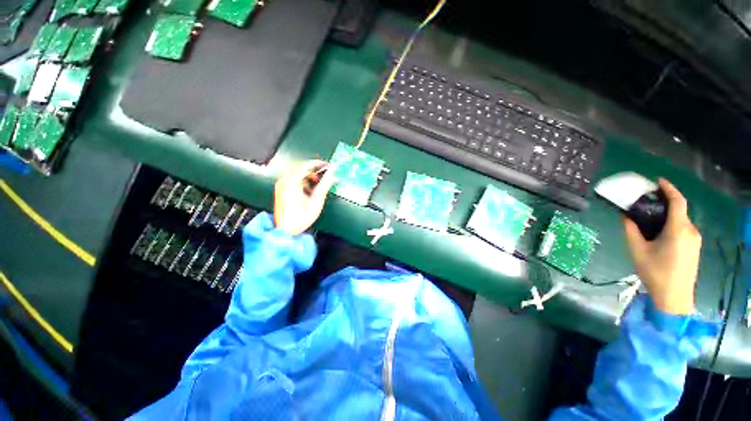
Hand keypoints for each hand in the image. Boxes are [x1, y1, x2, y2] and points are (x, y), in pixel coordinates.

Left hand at [273, 160, 335, 235]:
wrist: (285, 230)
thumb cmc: (300, 218)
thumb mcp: (316, 201)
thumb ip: (325, 185)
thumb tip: (332, 174)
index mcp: (292, 182)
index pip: (306, 165)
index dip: (319, 164)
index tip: (328, 166)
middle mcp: (284, 180)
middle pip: (301, 167)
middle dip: (315, 170)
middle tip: (326, 173)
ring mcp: (281, 185)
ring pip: (297, 173)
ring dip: (309, 175)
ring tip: (319, 182)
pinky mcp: (281, 190)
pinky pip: (293, 179)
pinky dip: (303, 180)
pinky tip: (309, 188)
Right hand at [623, 178, 701, 314]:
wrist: (674, 297)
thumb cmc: (654, 272)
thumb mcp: (637, 250)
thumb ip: (631, 229)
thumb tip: (626, 215)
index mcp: (678, 229)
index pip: (678, 201)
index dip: (669, 188)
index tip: (657, 181)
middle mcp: (691, 230)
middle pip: (679, 210)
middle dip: (664, 202)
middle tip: (645, 202)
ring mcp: (695, 239)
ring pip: (681, 220)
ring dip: (667, 214)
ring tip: (649, 217)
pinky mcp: (694, 246)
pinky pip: (683, 228)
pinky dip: (671, 223)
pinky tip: (659, 231)